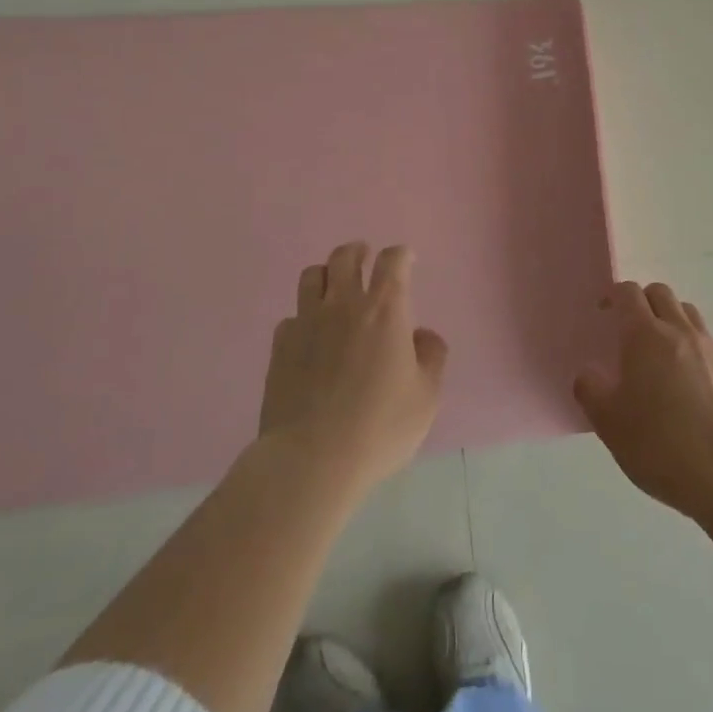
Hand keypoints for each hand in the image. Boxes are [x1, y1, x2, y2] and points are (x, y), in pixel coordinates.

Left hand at [259, 243, 447, 496]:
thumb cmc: (379, 427)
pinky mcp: (280, 347)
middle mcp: (344, 305)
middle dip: (358, 252)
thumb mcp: (426, 397)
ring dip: (327, 275)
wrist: (311, 460)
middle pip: (346, 257)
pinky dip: (304, 317)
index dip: (401, 255)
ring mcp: (307, 323)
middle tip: (365, 258)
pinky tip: (310, 335)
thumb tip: (421, 336)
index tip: (406, 260)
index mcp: (386, 309)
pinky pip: (291, 316)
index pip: (393, 261)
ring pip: (312, 276)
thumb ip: (432, 357)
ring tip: (334, 287)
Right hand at [573, 281, 712, 522]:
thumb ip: (590, 390)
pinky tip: (688, 377)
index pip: (628, 293)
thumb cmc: (658, 444)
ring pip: (687, 312)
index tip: (604, 315)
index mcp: (645, 335)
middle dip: (643, 301)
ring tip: (660, 350)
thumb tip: (588, 374)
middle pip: (660, 293)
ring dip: (670, 318)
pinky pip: (707, 340)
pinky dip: (693, 345)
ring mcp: (709, 347)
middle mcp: (679, 330)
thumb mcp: (608, 422)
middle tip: (630, 330)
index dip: (613, 297)